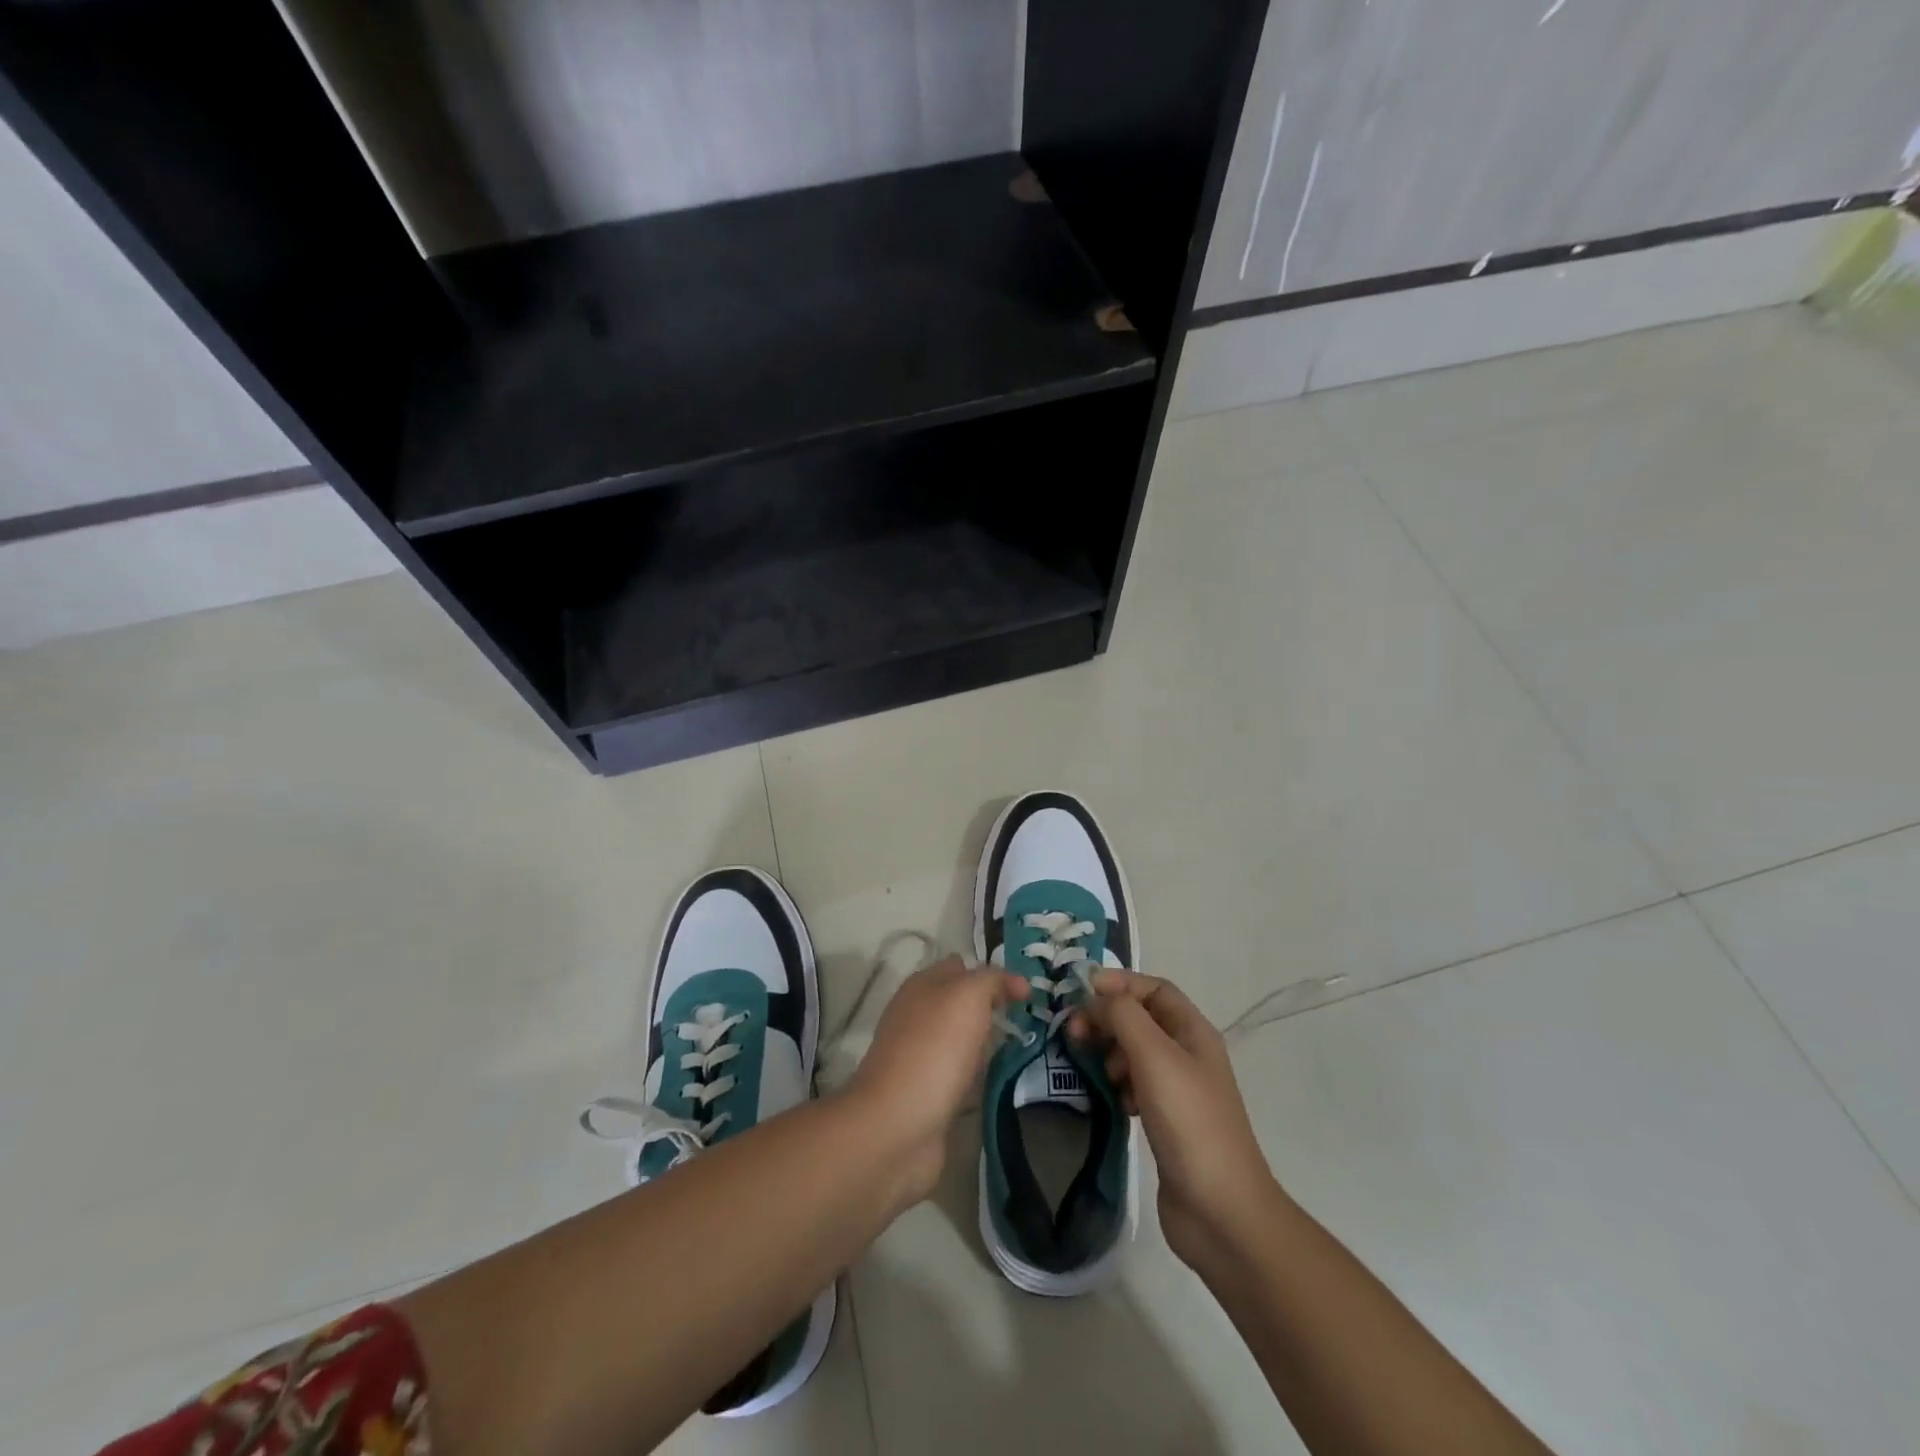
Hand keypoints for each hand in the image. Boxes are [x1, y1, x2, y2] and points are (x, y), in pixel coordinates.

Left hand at [844, 956, 1028, 1207]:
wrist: (898, 1125)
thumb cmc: (935, 1049)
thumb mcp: (968, 996)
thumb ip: (993, 980)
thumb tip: (1017, 982)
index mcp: (921, 986)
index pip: (960, 967)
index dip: (992, 974)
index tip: (1026, 993)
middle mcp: (917, 1016)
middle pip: (960, 1004)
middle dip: (991, 1008)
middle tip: (1029, 1020)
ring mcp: (919, 1057)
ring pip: (960, 1040)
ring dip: (985, 1044)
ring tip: (1022, 1049)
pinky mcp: (926, 1094)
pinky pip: (959, 1076)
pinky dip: (977, 1078)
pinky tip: (997, 1082)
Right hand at [1068, 971, 1281, 1271]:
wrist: (1220, 1211)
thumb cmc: (1189, 1122)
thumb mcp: (1155, 1056)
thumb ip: (1123, 1016)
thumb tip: (1096, 995)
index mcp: (1194, 1032)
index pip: (1155, 988)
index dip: (1120, 983)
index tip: (1081, 992)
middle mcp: (1188, 1054)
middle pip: (1141, 1019)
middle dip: (1108, 1018)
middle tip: (1074, 1032)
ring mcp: (1178, 1090)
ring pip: (1135, 1053)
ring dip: (1110, 1052)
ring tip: (1093, 1069)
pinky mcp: (1166, 1121)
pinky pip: (1134, 1086)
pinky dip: (1117, 1085)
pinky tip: (1111, 1100)